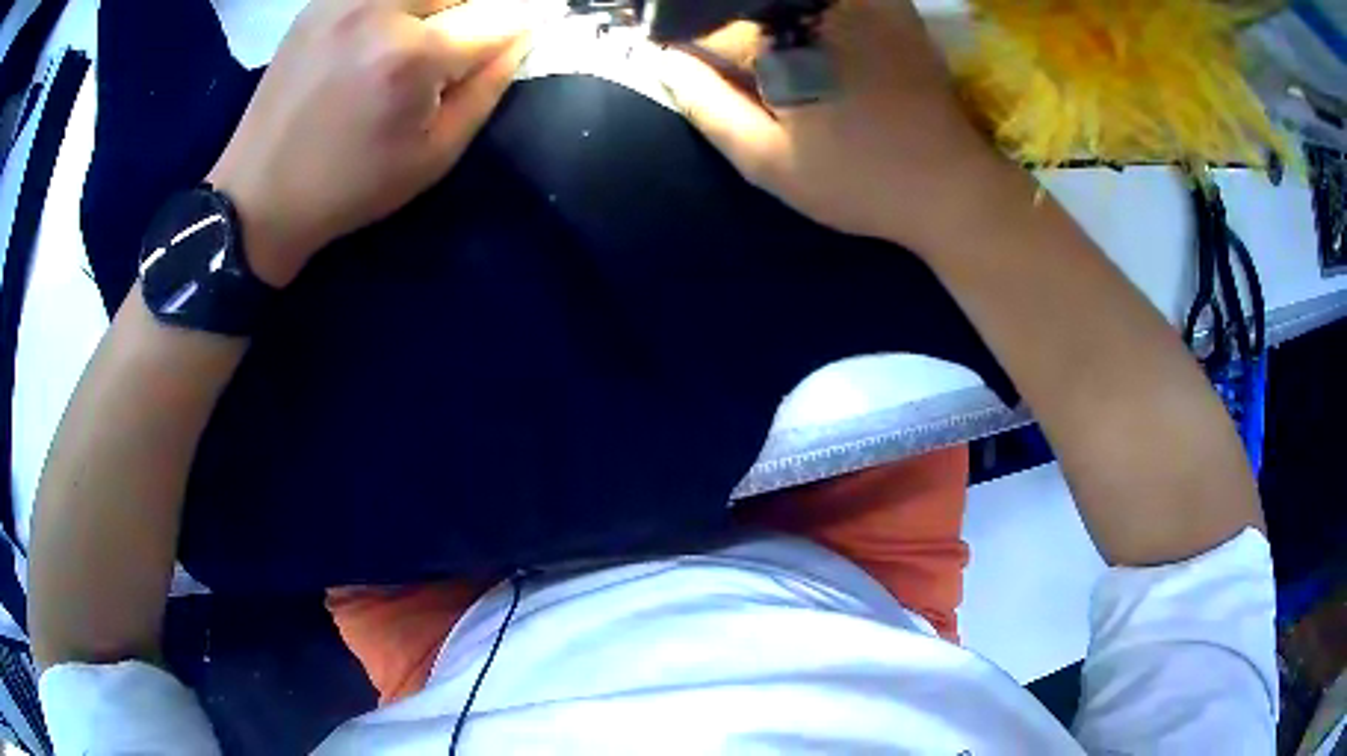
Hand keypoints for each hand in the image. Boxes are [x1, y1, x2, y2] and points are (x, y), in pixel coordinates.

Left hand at [208, 0, 540, 287]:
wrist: (258, 195)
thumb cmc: (349, 187)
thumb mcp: (434, 155)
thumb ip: (487, 88)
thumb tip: (520, 38)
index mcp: (412, 56)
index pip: (500, 15)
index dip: (523, 23)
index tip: (526, 33)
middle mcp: (379, 9)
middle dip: (475, 12)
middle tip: (460, 48)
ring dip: (437, 7)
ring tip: (423, 40)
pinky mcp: (319, 1)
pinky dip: (397, 7)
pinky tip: (384, 33)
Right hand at [658, 0, 1010, 252]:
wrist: (950, 186)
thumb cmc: (858, 181)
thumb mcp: (768, 162)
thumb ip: (707, 107)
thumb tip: (664, 61)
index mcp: (779, 41)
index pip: (706, 28)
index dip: (693, 52)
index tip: (699, 76)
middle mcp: (817, 8)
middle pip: (745, 8)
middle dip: (733, 36)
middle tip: (757, 84)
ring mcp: (860, 3)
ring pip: (788, 6)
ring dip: (770, 25)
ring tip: (792, 76)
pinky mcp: (893, 8)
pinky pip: (831, 5)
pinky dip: (812, 18)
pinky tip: (825, 49)